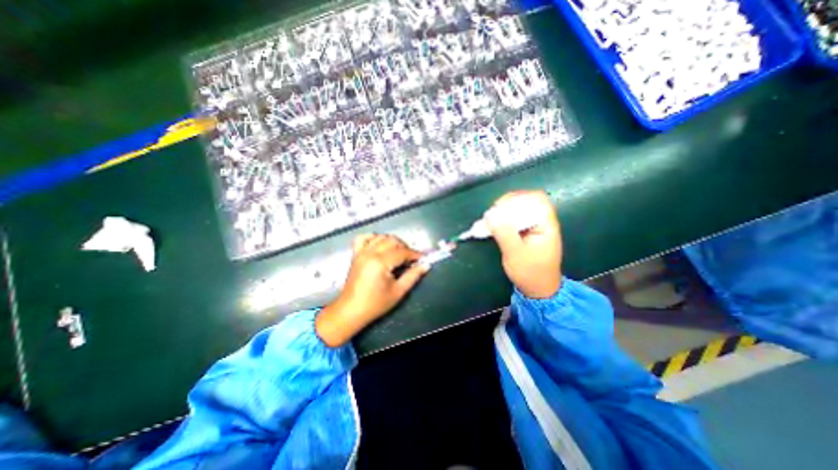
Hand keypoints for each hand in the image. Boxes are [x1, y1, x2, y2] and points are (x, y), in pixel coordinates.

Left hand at [318, 233, 427, 345]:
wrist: (351, 310)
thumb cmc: (375, 304)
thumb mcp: (398, 292)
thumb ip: (413, 276)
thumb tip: (425, 265)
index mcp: (380, 262)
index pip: (402, 252)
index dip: (415, 254)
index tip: (423, 258)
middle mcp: (370, 253)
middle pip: (392, 241)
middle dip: (405, 247)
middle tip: (411, 259)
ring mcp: (361, 252)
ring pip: (380, 237)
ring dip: (392, 242)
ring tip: (398, 253)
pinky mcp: (355, 254)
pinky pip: (363, 238)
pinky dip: (373, 238)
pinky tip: (380, 245)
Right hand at [486, 190, 561, 296]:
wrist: (538, 289)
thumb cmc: (530, 272)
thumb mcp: (515, 254)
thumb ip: (504, 233)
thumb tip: (490, 214)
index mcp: (546, 224)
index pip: (536, 199)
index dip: (518, 198)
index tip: (499, 207)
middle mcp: (541, 222)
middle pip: (526, 201)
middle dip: (507, 205)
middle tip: (491, 215)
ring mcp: (534, 227)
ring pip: (518, 210)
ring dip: (503, 213)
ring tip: (490, 220)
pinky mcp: (525, 232)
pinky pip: (514, 219)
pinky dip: (503, 220)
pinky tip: (493, 226)